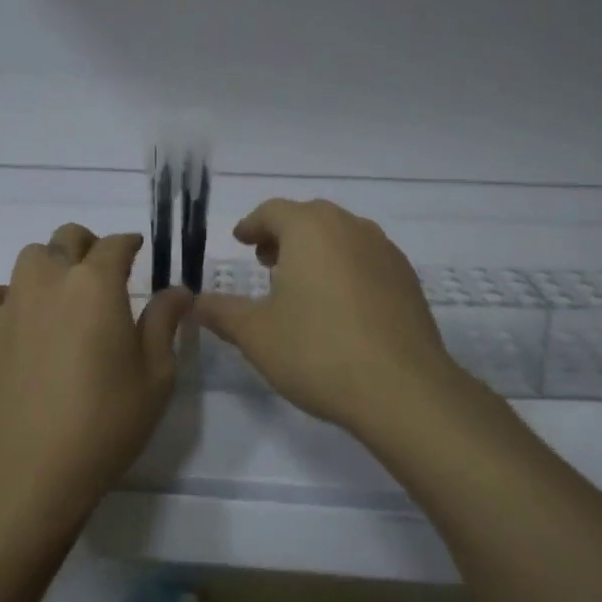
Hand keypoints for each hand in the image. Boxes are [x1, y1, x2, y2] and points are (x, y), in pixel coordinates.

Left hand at [0, 224, 191, 525]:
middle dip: (89, 246)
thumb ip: (165, 323)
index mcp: (97, 284)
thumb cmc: (106, 421)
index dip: (130, 243)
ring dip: (50, 265)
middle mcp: (53, 279)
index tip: (138, 252)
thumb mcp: (156, 375)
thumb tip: (177, 290)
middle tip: (103, 275)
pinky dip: (4, 296)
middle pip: (68, 237)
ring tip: (63, 295)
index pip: (115, 244)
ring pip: (30, 257)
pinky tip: (19, 319)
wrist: (35, 468)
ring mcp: (13, 302)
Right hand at [194, 199, 457, 435]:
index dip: (252, 225)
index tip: (240, 240)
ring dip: (316, 250)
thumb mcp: (256, 334)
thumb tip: (194, 302)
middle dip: (284, 235)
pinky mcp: (407, 278)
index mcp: (310, 229)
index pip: (272, 211)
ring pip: (341, 236)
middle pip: (310, 218)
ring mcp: (385, 251)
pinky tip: (340, 305)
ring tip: (301, 284)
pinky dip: (346, 267)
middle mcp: (350, 227)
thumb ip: (222, 312)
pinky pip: (367, 259)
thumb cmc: (318, 351)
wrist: (403, 390)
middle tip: (266, 262)